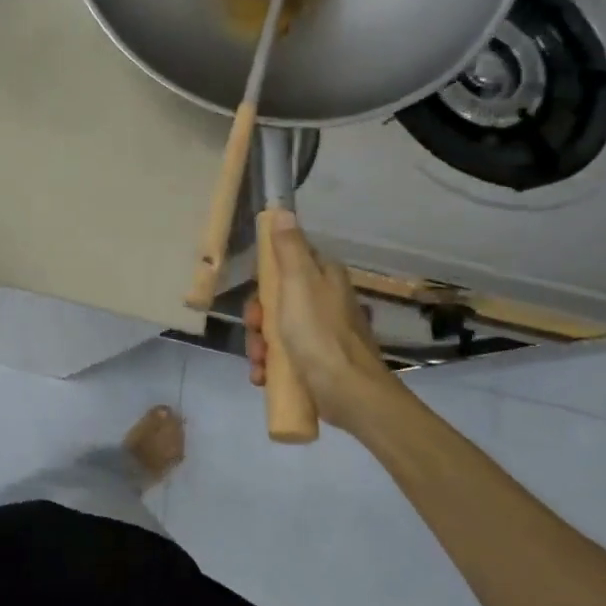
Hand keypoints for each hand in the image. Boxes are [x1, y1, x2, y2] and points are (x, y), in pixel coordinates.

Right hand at [244, 217, 399, 422]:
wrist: (350, 394)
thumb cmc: (320, 335)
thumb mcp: (297, 285)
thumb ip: (288, 249)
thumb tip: (284, 211)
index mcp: (325, 278)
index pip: (288, 263)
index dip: (266, 279)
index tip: (256, 297)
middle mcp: (326, 301)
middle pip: (278, 300)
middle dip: (259, 320)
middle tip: (256, 333)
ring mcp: (324, 333)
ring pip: (278, 329)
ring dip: (261, 346)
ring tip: (260, 363)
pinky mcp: (320, 361)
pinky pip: (286, 355)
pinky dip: (272, 365)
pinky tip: (264, 377)